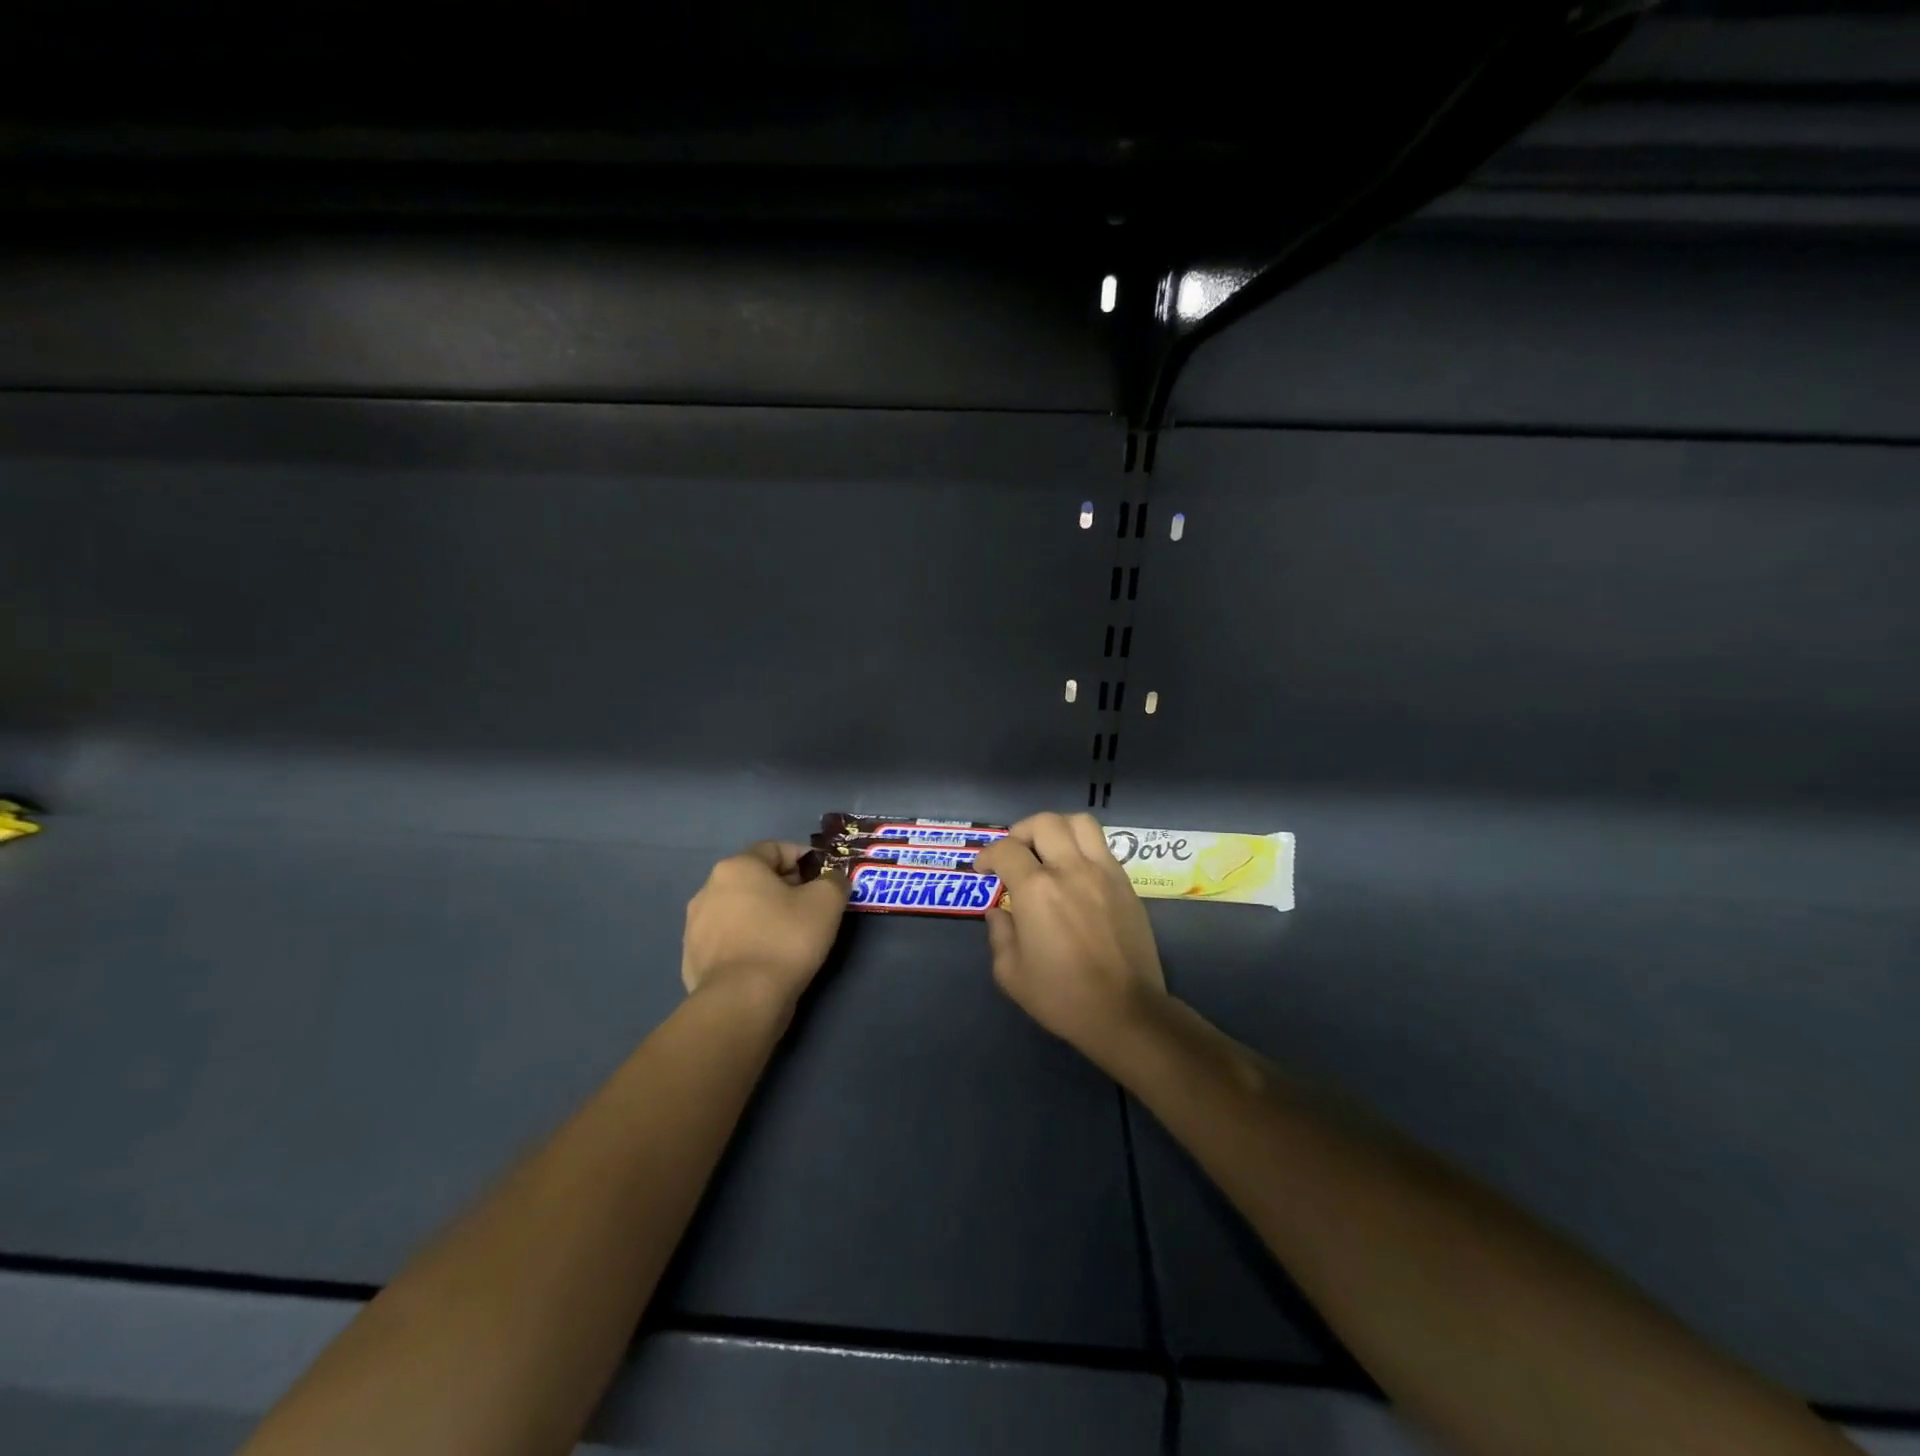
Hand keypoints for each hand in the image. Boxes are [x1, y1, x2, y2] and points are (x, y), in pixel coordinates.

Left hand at [682, 842, 848, 1010]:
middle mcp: (708, 889)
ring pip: (740, 910)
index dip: (804, 859)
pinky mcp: (692, 959)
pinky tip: (766, 961)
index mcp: (737, 867)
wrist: (741, 1002)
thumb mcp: (826, 902)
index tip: (823, 880)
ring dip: (763, 916)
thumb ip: (834, 881)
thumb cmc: (785, 940)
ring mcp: (695, 926)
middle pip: (755, 879)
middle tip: (810, 909)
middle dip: (784, 888)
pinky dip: (747, 942)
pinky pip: (728, 940)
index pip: (776, 849)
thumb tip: (831, 879)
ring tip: (789, 938)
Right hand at [974, 813, 1168, 1058]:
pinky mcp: (1125, 883)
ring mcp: (1103, 872)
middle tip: (1014, 853)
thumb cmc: (1063, 997)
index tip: (983, 869)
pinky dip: (1082, 847)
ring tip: (1048, 849)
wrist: (1125, 1011)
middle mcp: (1070, 869)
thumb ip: (999, 934)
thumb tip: (999, 912)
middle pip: (1044, 822)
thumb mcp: (1011, 974)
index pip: (1006, 849)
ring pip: (1079, 823)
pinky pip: (1102, 846)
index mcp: (1037, 890)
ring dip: (1057, 828)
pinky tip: (1075, 872)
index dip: (988, 855)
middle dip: (1021, 831)